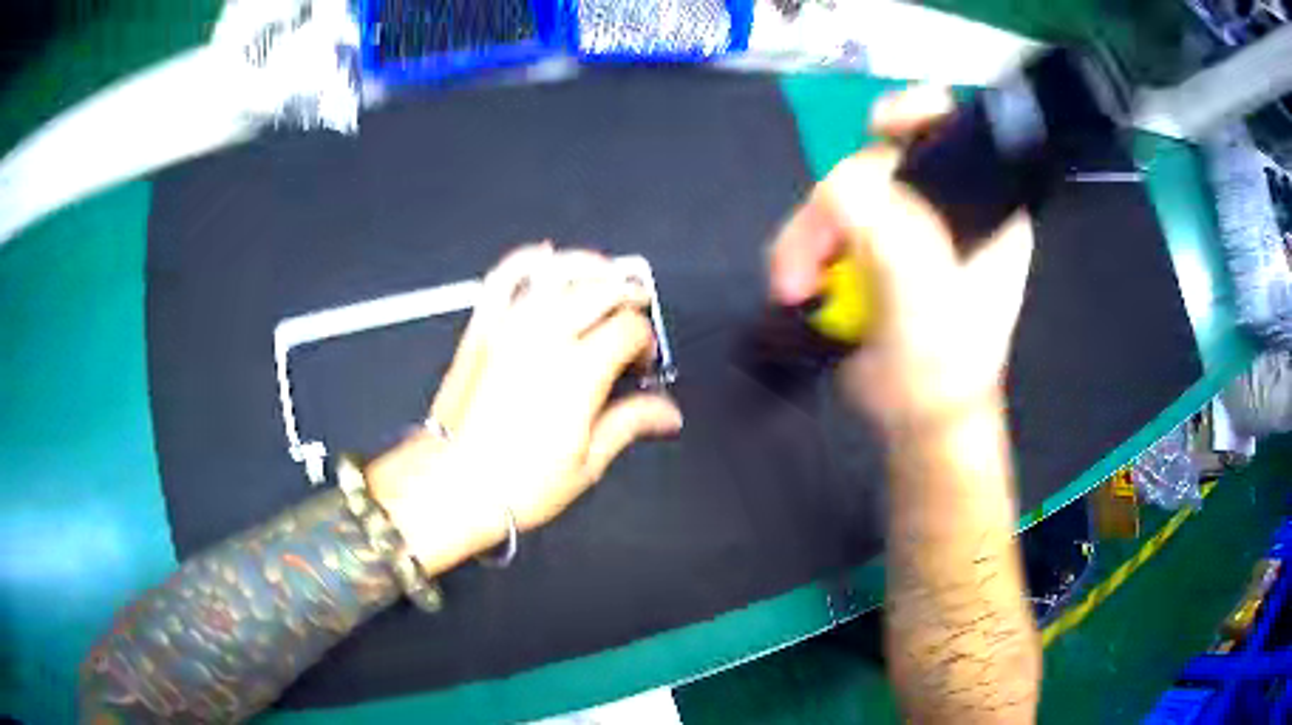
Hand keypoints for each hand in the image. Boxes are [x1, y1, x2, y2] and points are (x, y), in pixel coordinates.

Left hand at [368, 244, 682, 573]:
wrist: (450, 484)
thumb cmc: (517, 484)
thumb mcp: (587, 462)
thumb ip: (630, 423)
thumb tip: (667, 413)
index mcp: (579, 373)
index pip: (629, 328)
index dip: (646, 341)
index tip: (642, 364)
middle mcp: (546, 338)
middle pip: (601, 290)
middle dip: (628, 297)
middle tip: (635, 316)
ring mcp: (510, 327)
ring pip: (559, 272)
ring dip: (590, 267)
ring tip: (606, 275)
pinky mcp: (482, 327)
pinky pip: (504, 277)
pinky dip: (527, 259)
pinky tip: (545, 256)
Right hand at [769, 86, 1033, 432]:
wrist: (915, 419)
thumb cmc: (941, 364)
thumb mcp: (920, 294)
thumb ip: (885, 231)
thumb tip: (834, 185)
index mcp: (977, 206)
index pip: (950, 132)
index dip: (915, 115)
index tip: (880, 127)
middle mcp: (940, 205)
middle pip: (875, 163)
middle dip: (834, 205)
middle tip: (813, 254)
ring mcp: (899, 226)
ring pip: (838, 195)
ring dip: (806, 236)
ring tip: (794, 285)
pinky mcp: (865, 248)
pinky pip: (822, 224)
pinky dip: (800, 249)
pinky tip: (795, 282)